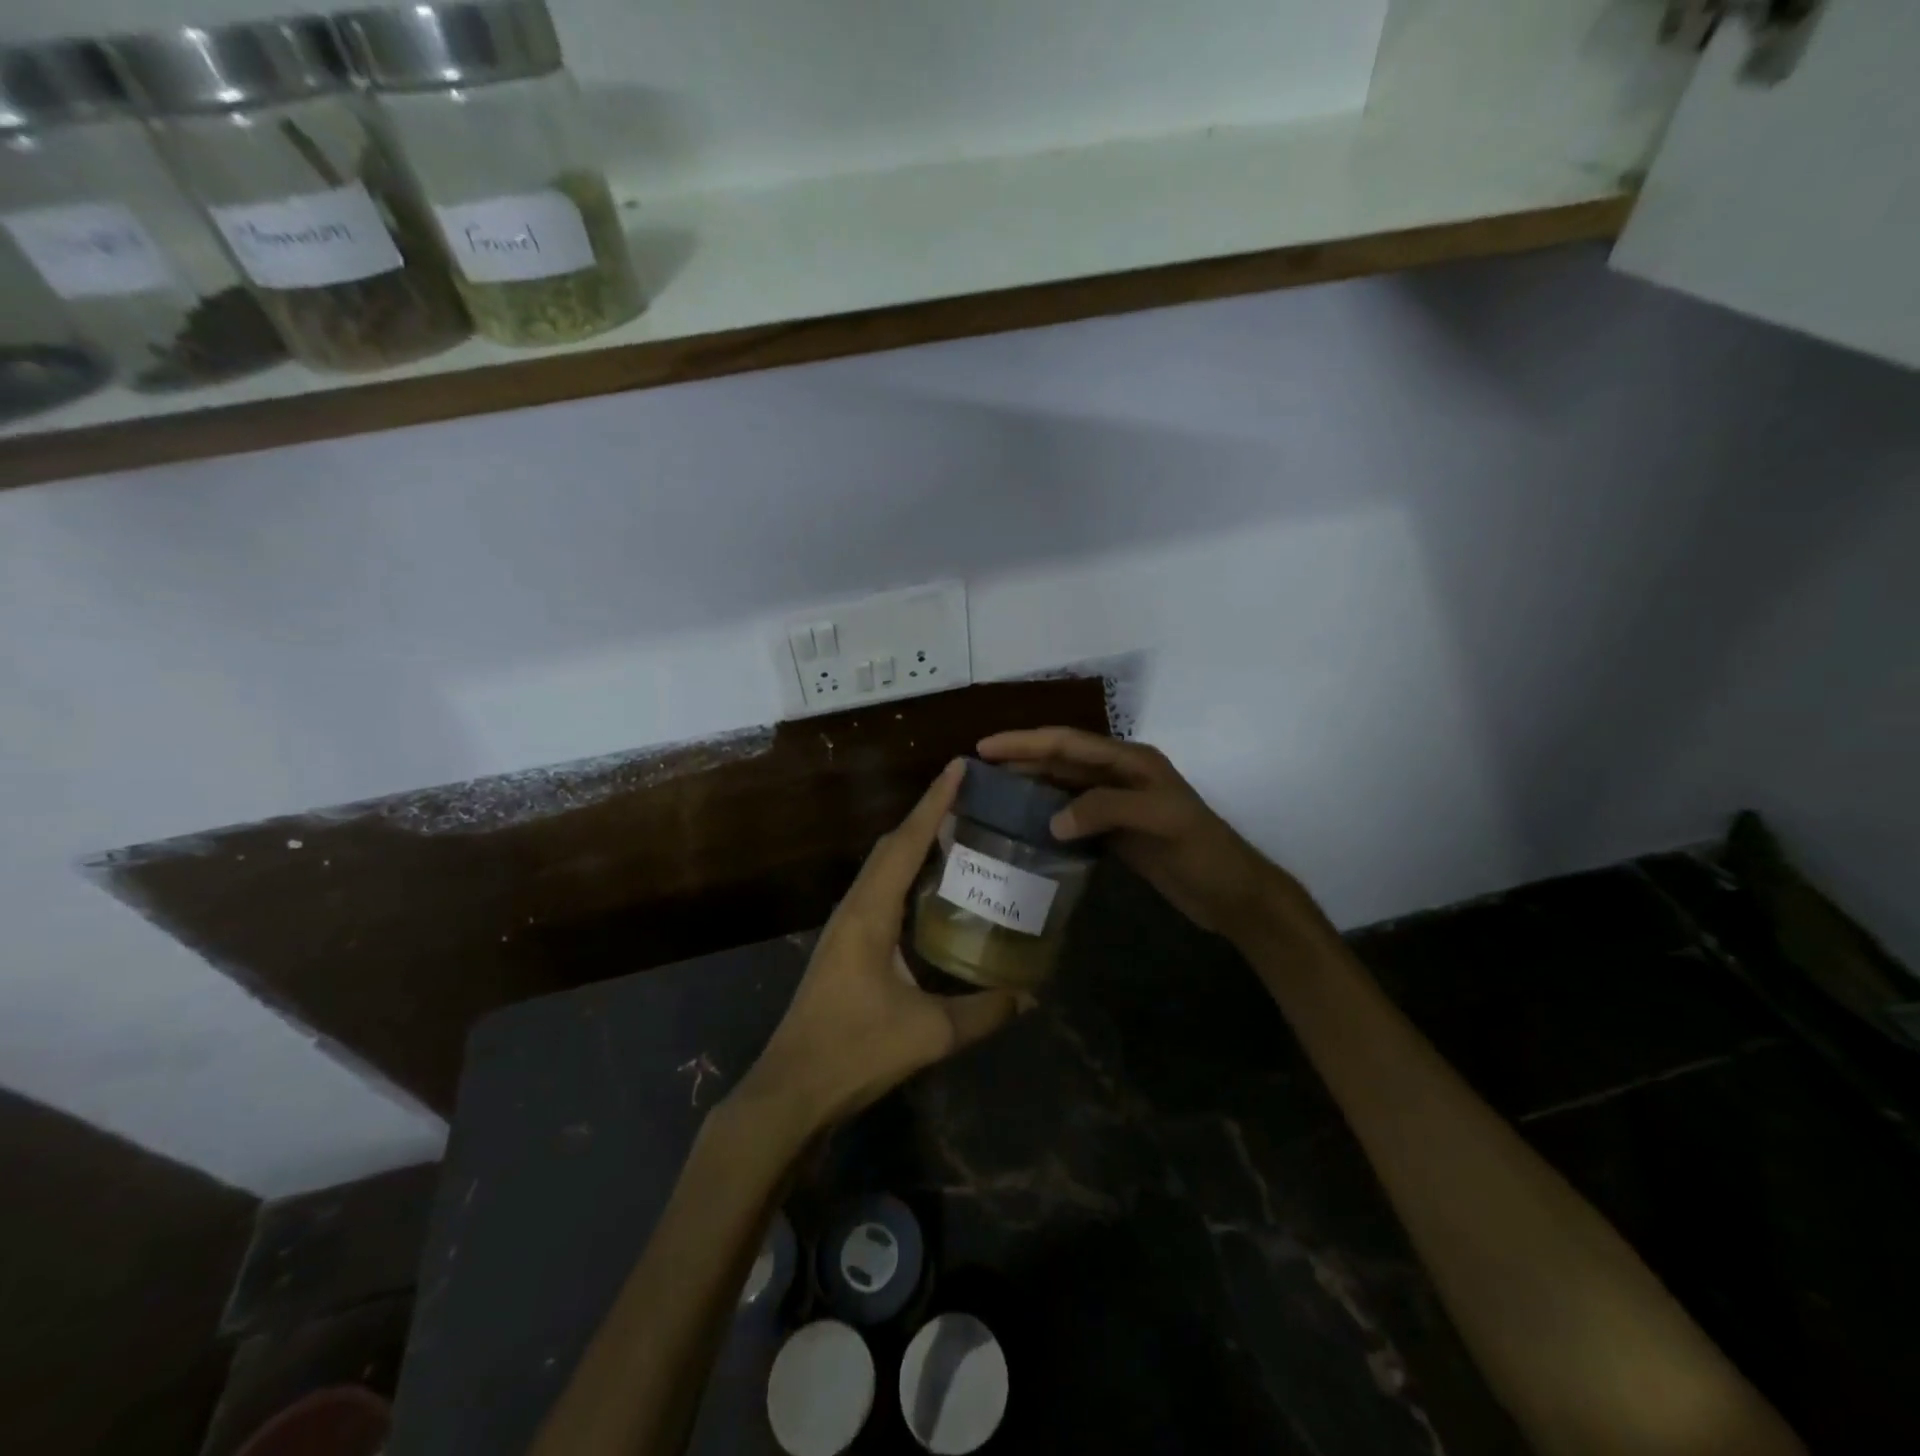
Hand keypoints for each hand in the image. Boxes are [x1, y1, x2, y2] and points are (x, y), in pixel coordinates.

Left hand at [736, 760, 1028, 1134]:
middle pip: (892, 846)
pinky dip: (905, 875)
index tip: (958, 767)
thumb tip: (1030, 996)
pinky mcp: (845, 946)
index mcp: (870, 913)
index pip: (906, 843)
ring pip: (882, 868)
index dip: (934, 803)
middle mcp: (854, 908)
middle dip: (927, 816)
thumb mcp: (929, 1033)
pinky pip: (879, 892)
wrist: (791, 1090)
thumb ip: (984, 1012)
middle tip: (968, 798)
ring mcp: (845, 927)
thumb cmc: (854, 1051)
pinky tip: (930, 891)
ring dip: (914, 844)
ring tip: (956, 833)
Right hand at [977, 727, 1326, 946]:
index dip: (1027, 742)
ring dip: (1030, 785)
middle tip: (977, 768)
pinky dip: (1046, 815)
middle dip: (1021, 759)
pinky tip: (1024, 825)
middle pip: (1061, 760)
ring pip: (1064, 786)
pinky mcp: (1116, 832)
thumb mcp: (1161, 821)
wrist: (1232, 894)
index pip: (1069, 743)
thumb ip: (1106, 810)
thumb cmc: (1203, 851)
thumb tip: (1051, 820)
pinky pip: (1073, 815)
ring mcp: (1117, 804)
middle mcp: (1120, 775)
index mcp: (1131, 761)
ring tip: (991, 792)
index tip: (985, 747)